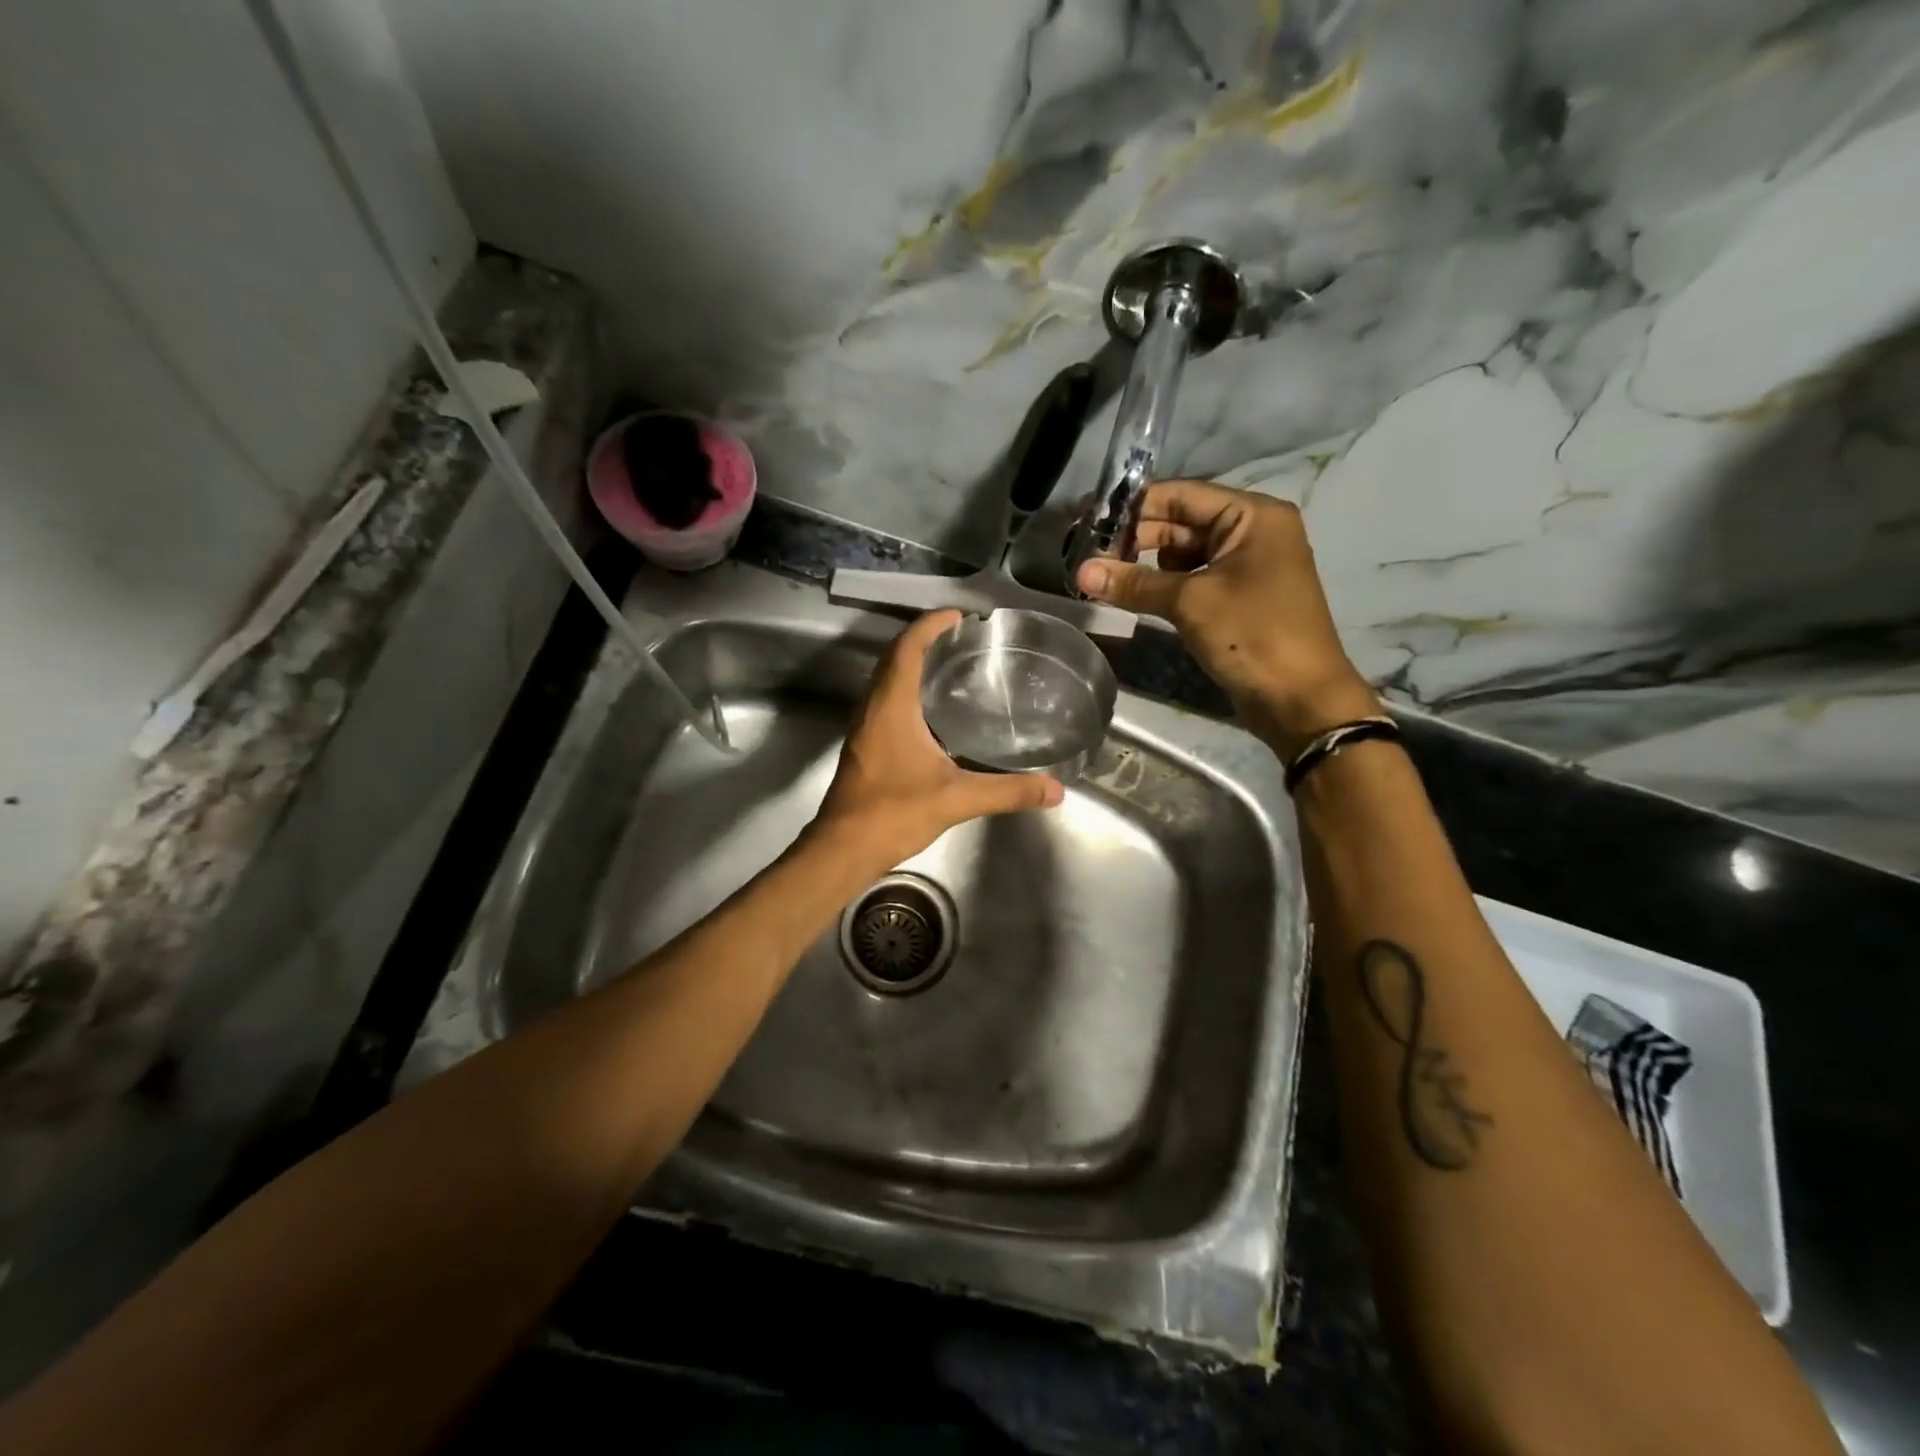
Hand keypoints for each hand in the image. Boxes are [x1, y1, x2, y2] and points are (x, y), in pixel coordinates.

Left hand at [812, 610, 1064, 865]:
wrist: (843, 848)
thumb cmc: (894, 813)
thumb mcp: (957, 799)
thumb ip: (1007, 792)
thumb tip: (1055, 790)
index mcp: (891, 706)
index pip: (907, 648)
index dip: (930, 625)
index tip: (959, 615)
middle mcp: (873, 708)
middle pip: (894, 658)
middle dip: (924, 639)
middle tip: (962, 637)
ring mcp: (864, 727)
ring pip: (886, 680)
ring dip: (913, 664)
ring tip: (952, 665)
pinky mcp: (865, 745)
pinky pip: (885, 701)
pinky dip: (907, 690)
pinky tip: (934, 712)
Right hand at [1074, 480, 1378, 756]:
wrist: (1300, 699)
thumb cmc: (1253, 635)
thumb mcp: (1190, 603)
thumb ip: (1135, 583)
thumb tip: (1080, 571)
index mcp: (1252, 515)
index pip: (1181, 495)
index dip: (1134, 506)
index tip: (1090, 521)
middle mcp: (1252, 531)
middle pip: (1181, 521)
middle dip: (1136, 538)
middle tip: (1088, 555)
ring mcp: (1246, 565)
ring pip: (1184, 552)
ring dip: (1146, 564)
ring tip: (1105, 577)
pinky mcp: (1238, 596)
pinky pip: (1193, 578)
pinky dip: (1164, 585)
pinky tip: (1133, 596)